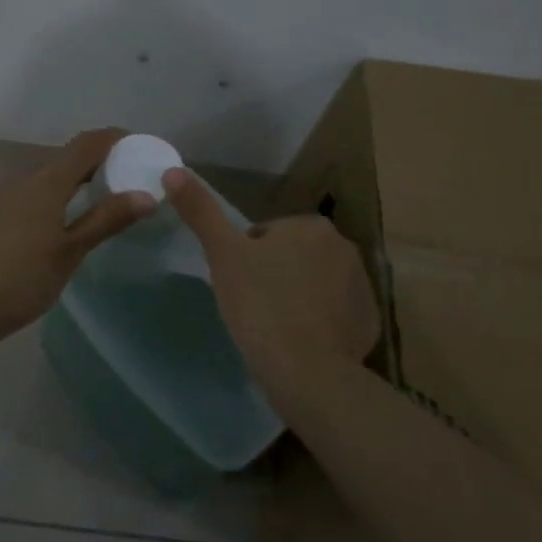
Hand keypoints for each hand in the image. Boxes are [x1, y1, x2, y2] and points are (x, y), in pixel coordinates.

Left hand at [0, 129, 154, 348]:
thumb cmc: (21, 280)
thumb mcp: (70, 252)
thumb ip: (106, 220)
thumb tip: (146, 195)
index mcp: (45, 182)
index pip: (86, 144)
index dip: (113, 139)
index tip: (138, 146)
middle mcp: (20, 180)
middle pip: (64, 159)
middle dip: (94, 163)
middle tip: (122, 180)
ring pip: (42, 179)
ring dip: (69, 182)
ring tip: (92, 203)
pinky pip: (25, 195)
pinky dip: (48, 198)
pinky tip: (52, 225)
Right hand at [162, 167, 379, 383]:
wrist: (306, 371)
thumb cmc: (261, 304)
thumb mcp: (223, 254)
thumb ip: (201, 211)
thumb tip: (172, 171)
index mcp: (311, 226)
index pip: (267, 235)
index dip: (246, 259)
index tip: (238, 286)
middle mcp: (345, 247)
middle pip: (294, 258)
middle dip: (275, 276)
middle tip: (254, 307)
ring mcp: (362, 287)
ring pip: (316, 285)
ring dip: (298, 298)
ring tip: (275, 328)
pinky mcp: (369, 322)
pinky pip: (336, 315)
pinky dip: (320, 324)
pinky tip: (301, 344)